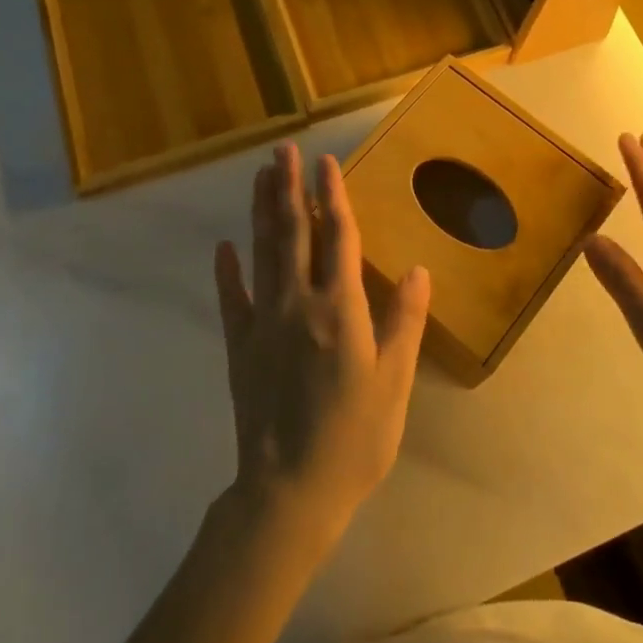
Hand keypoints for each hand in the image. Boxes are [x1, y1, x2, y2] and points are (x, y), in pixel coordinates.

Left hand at [214, 143, 431, 546]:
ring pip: (262, 253)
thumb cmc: (353, 438)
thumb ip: (404, 323)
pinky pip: (231, 298)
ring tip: (259, 177)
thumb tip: (419, 270)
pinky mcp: (240, 346)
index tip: (324, 161)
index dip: (332, 195)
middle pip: (293, 233)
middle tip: (282, 151)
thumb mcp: (393, 383)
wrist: (289, 491)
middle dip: (288, 188)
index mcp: (340, 309)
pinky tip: (224, 246)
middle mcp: (298, 303)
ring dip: (261, 213)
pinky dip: (227, 270)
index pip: (337, 236)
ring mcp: (263, 322)